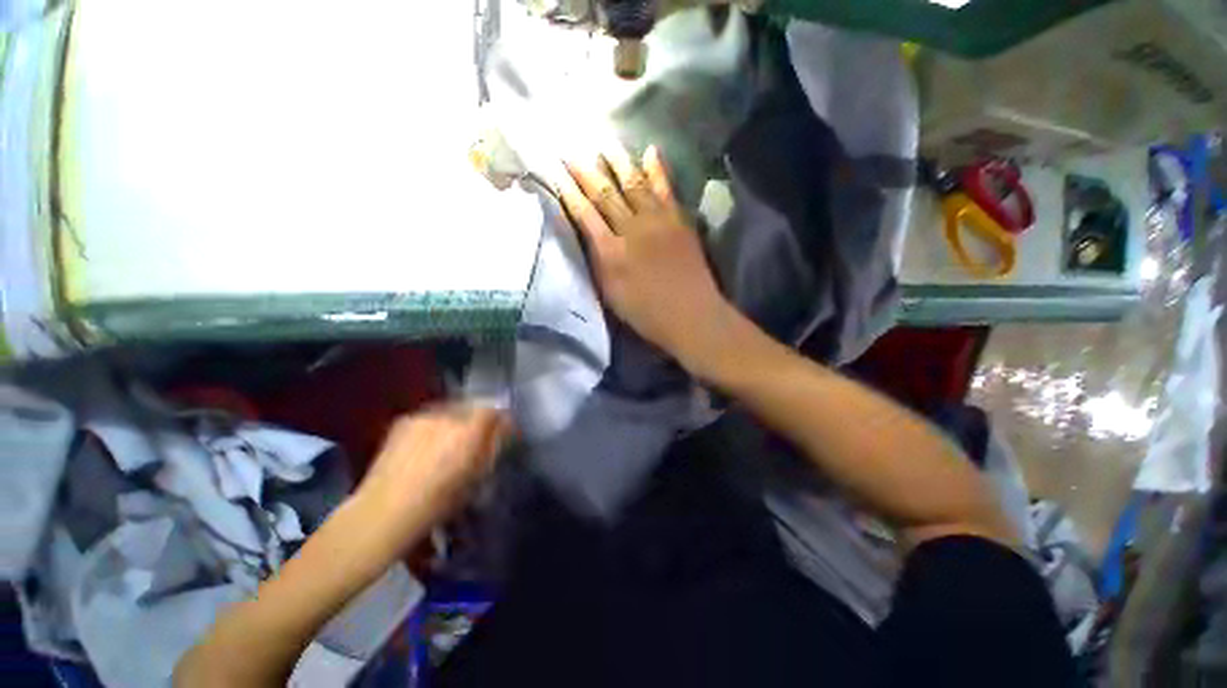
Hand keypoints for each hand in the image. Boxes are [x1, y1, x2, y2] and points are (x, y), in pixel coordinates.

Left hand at [356, 405, 512, 546]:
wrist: (384, 510)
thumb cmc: (439, 501)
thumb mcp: (478, 477)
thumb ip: (494, 447)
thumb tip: (503, 430)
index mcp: (471, 429)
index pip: (495, 410)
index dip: (502, 420)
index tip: (504, 431)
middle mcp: (449, 415)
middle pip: (474, 406)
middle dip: (479, 419)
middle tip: (478, 437)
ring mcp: (425, 415)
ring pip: (452, 410)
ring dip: (458, 421)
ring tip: (451, 441)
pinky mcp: (404, 420)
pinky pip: (430, 416)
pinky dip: (435, 426)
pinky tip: (427, 445)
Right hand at [557, 145, 734, 370]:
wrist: (691, 316)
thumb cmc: (646, 314)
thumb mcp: (611, 295)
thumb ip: (597, 263)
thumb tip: (588, 236)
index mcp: (610, 253)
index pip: (584, 214)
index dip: (569, 192)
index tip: (556, 172)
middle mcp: (631, 230)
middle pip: (605, 194)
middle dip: (586, 172)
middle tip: (572, 151)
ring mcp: (657, 221)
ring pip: (633, 184)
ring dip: (618, 162)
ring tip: (605, 143)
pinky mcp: (679, 220)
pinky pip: (666, 189)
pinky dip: (657, 169)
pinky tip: (650, 151)